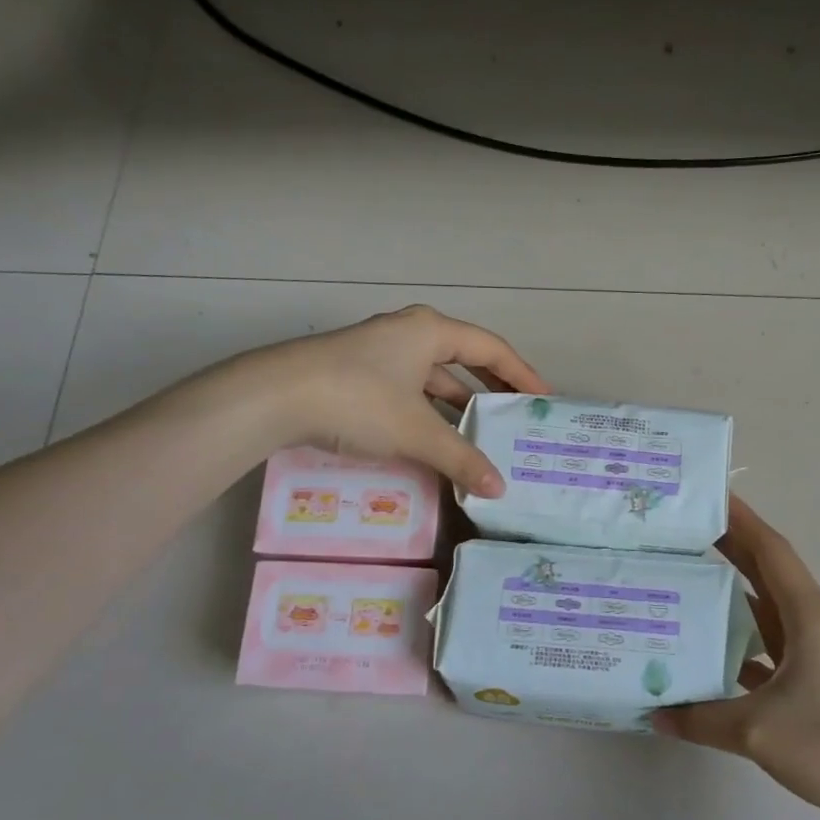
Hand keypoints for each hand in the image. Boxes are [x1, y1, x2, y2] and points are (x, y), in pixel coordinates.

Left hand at [236, 305, 549, 497]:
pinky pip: (410, 390)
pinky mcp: (359, 374)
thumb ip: (461, 459)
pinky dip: (428, 412)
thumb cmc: (357, 400)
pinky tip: (436, 439)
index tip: (545, 399)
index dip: (522, 374)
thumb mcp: (416, 432)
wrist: (274, 397)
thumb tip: (498, 489)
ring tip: (483, 434)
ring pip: (433, 377)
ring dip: (458, 405)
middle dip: (492, 388)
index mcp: (430, 331)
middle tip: (517, 416)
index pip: (492, 348)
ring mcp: (381, 353)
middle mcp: (408, 333)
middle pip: (464, 358)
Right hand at [655, 497, 819, 819]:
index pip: (770, 550)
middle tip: (679, 534)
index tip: (707, 496)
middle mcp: (812, 623)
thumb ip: (701, 719)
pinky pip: (767, 648)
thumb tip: (656, 714)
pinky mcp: (813, 681)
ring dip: (728, 596)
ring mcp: (814, 653)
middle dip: (727, 548)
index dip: (740, 519)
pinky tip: (704, 653)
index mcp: (808, 614)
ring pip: (764, 611)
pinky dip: (737, 644)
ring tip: (681, 584)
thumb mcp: (758, 730)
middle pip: (764, 573)